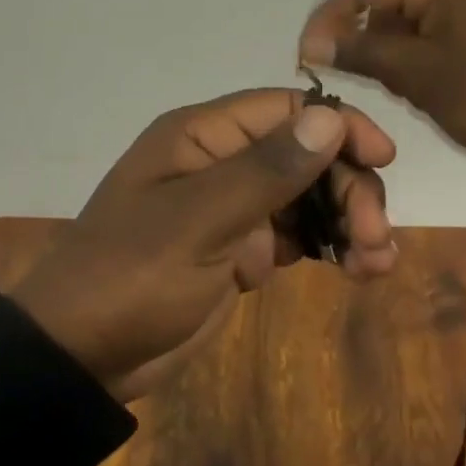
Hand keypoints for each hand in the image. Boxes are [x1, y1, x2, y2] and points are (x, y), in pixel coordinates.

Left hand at [7, 89, 397, 401]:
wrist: (84, 355)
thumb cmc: (133, 276)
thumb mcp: (198, 222)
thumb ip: (265, 171)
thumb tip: (329, 118)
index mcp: (202, 137)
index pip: (286, 110)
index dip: (338, 126)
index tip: (382, 159)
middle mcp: (222, 162)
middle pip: (306, 154)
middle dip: (347, 188)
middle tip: (372, 236)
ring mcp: (233, 208)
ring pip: (308, 195)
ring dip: (347, 219)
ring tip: (375, 262)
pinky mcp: (241, 249)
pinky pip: (297, 235)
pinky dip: (330, 247)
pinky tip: (360, 270)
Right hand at [298, 0, 465, 157]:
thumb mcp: (417, 74)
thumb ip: (361, 52)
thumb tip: (312, 44)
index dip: (329, 18)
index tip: (306, 56)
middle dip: (366, 36)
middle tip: (355, 77)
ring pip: (415, 17)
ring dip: (394, 48)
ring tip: (396, 87)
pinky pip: (441, 29)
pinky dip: (421, 52)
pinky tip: (423, 83)